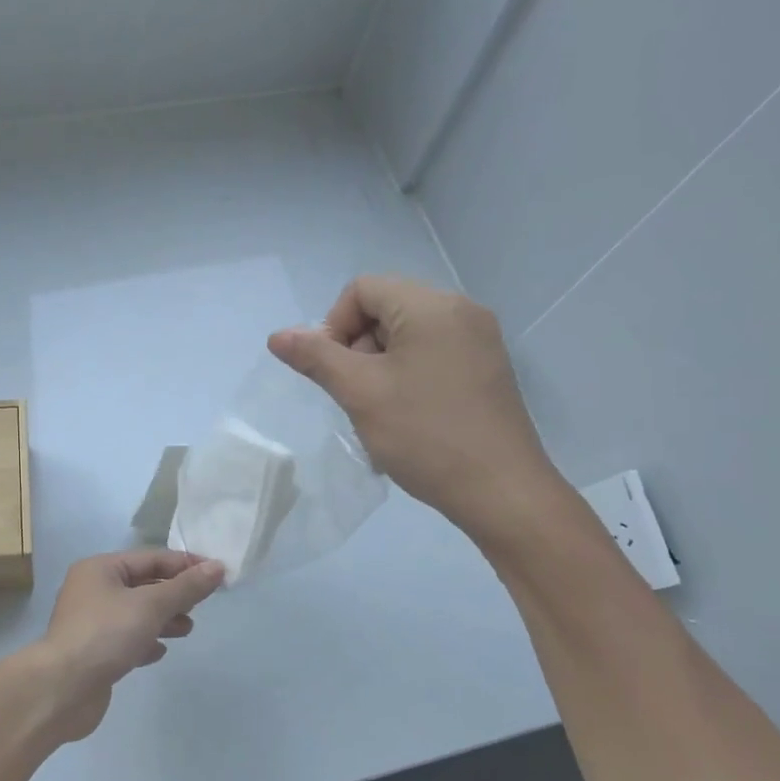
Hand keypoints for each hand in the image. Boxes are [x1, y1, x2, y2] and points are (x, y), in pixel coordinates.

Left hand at [13, 550, 224, 743]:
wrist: (62, 689)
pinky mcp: (94, 652)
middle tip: (203, 604)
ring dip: (163, 618)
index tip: (217, 574)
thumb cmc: (106, 635)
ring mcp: (91, 623)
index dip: (185, 564)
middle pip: (143, 584)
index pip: (151, 558)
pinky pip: (126, 639)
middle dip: (174, 593)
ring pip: (136, 613)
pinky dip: (145, 641)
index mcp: (100, 569)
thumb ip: (185, 587)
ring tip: (188, 628)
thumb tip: (217, 567)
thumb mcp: (150, 606)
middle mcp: (93, 590)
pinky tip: (160, 651)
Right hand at [267, 275, 562, 546]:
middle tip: (357, 395)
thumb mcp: (359, 393)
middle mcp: (461, 310)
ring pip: (407, 335)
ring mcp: (480, 340)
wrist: (501, 491)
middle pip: (385, 308)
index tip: (335, 373)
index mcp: (431, 306)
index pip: (362, 289)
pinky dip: (407, 375)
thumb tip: (277, 335)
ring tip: (381, 411)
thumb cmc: (424, 435)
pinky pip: (431, 354)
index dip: (334, 325)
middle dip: (358, 347)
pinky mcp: (487, 368)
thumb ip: (315, 357)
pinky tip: (408, 415)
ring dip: (379, 365)